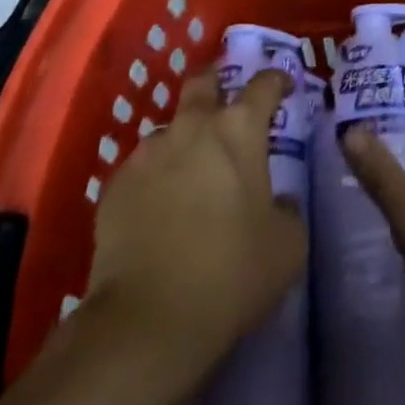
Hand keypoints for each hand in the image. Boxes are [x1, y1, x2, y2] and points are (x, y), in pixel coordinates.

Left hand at [88, 68, 306, 388]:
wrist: (145, 323)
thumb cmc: (230, 274)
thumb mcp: (287, 246)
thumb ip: (288, 210)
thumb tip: (280, 202)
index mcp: (239, 129)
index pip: (264, 84)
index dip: (278, 81)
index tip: (284, 88)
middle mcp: (192, 126)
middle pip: (204, 82)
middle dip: (217, 83)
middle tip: (227, 103)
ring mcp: (148, 153)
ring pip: (170, 129)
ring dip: (183, 141)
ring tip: (190, 175)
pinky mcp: (115, 186)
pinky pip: (142, 170)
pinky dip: (154, 180)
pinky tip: (158, 213)